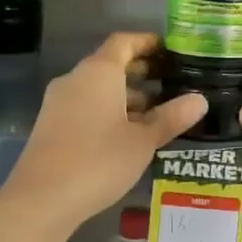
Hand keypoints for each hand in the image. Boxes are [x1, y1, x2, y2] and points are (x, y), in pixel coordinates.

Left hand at [0, 33, 207, 233]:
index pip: (124, 42)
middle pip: (111, 64)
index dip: (148, 42)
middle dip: (141, 71)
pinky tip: (128, 135)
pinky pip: (86, 106)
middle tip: (172, 82)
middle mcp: (76, 79)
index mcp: (98, 72)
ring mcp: (59, 102)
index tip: (172, 50)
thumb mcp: (143, 141)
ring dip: (127, 95)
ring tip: (157, 114)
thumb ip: (171, 117)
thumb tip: (200, 100)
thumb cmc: (98, 161)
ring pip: (99, 88)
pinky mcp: (52, 125)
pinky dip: (109, 111)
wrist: (41, 199)